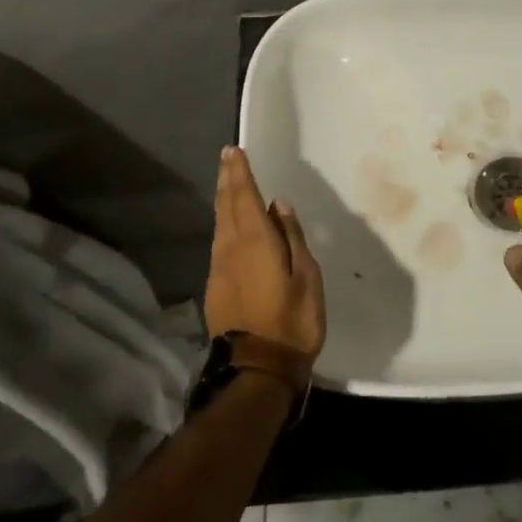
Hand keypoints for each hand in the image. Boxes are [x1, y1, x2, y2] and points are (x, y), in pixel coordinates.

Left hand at [205, 147, 325, 362]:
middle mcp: (231, 248)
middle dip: (227, 180)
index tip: (233, 152)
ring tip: (226, 183)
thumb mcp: (306, 275)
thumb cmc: (292, 320)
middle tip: (226, 158)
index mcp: (256, 241)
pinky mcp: (215, 287)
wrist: (258, 369)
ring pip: (219, 224)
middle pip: (226, 206)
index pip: (245, 197)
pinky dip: (224, 223)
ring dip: (222, 200)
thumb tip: (279, 205)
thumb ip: (292, 237)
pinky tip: (228, 224)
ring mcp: (219, 269)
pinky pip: (219, 242)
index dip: (239, 173)